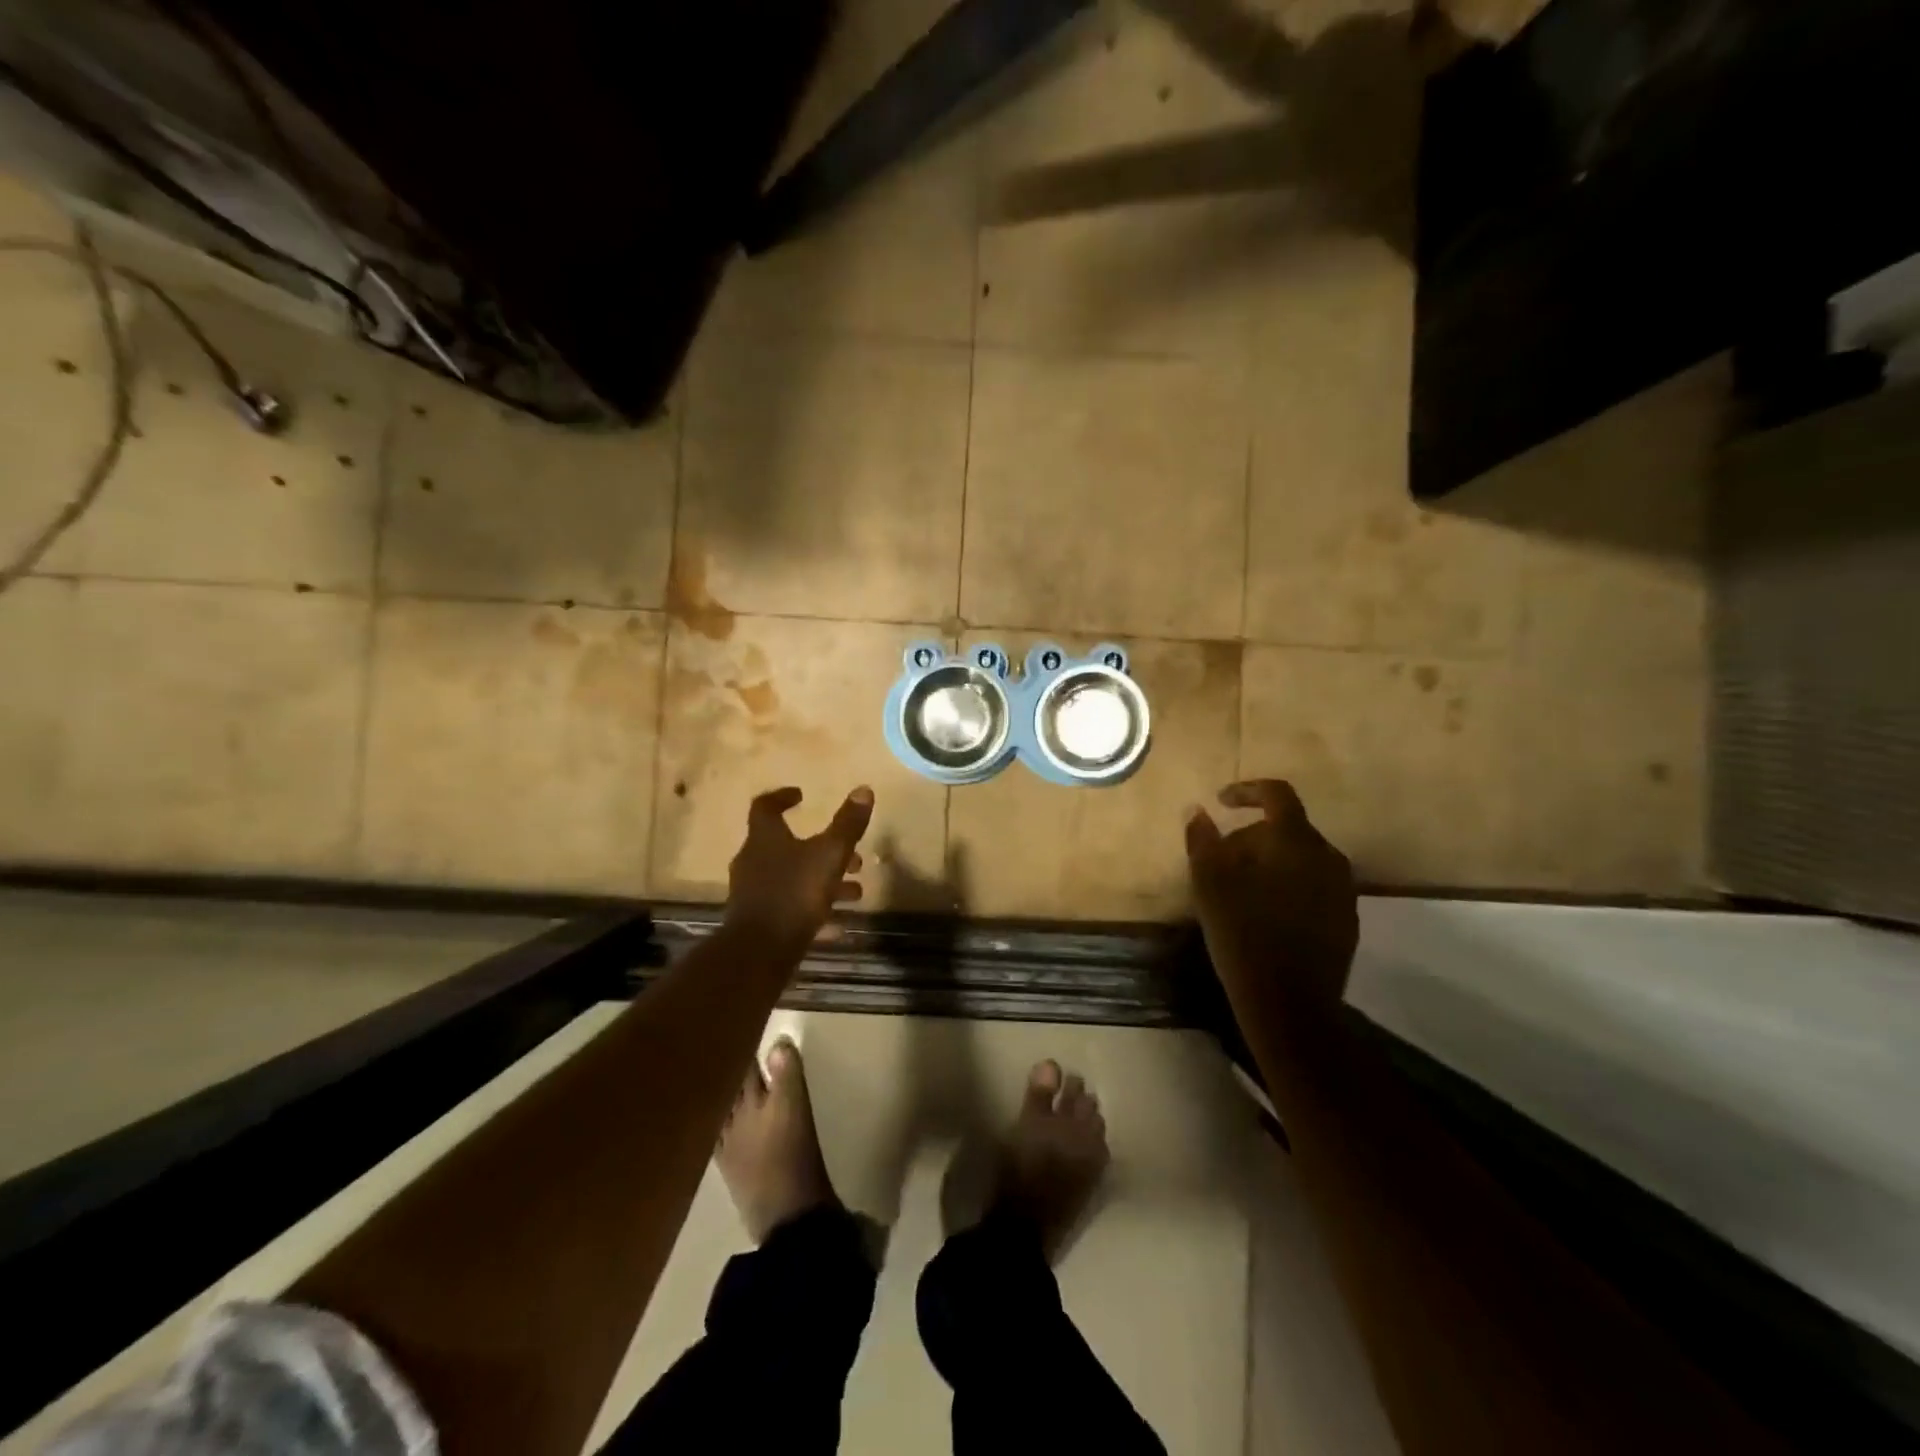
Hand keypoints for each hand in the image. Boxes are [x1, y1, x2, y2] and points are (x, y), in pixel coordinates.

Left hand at [724, 785, 873, 945]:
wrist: (758, 953)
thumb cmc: (793, 894)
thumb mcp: (829, 855)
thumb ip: (847, 825)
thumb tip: (864, 789)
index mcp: (765, 838)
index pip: (765, 807)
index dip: (782, 797)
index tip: (801, 795)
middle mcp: (753, 861)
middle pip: (787, 846)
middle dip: (822, 849)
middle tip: (852, 857)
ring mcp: (753, 894)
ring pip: (793, 879)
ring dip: (824, 882)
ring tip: (855, 893)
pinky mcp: (760, 922)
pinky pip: (791, 909)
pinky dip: (815, 911)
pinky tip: (839, 926)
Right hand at [1186, 780, 1358, 1016]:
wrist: (1290, 1003)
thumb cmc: (1243, 935)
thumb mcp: (1209, 884)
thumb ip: (1202, 840)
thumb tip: (1198, 811)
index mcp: (1295, 841)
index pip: (1277, 794)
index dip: (1247, 791)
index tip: (1221, 802)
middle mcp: (1328, 856)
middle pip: (1287, 828)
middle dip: (1252, 836)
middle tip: (1220, 859)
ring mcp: (1343, 889)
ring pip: (1301, 857)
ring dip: (1271, 861)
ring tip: (1240, 888)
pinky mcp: (1348, 918)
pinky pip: (1314, 884)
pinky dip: (1288, 884)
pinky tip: (1266, 912)